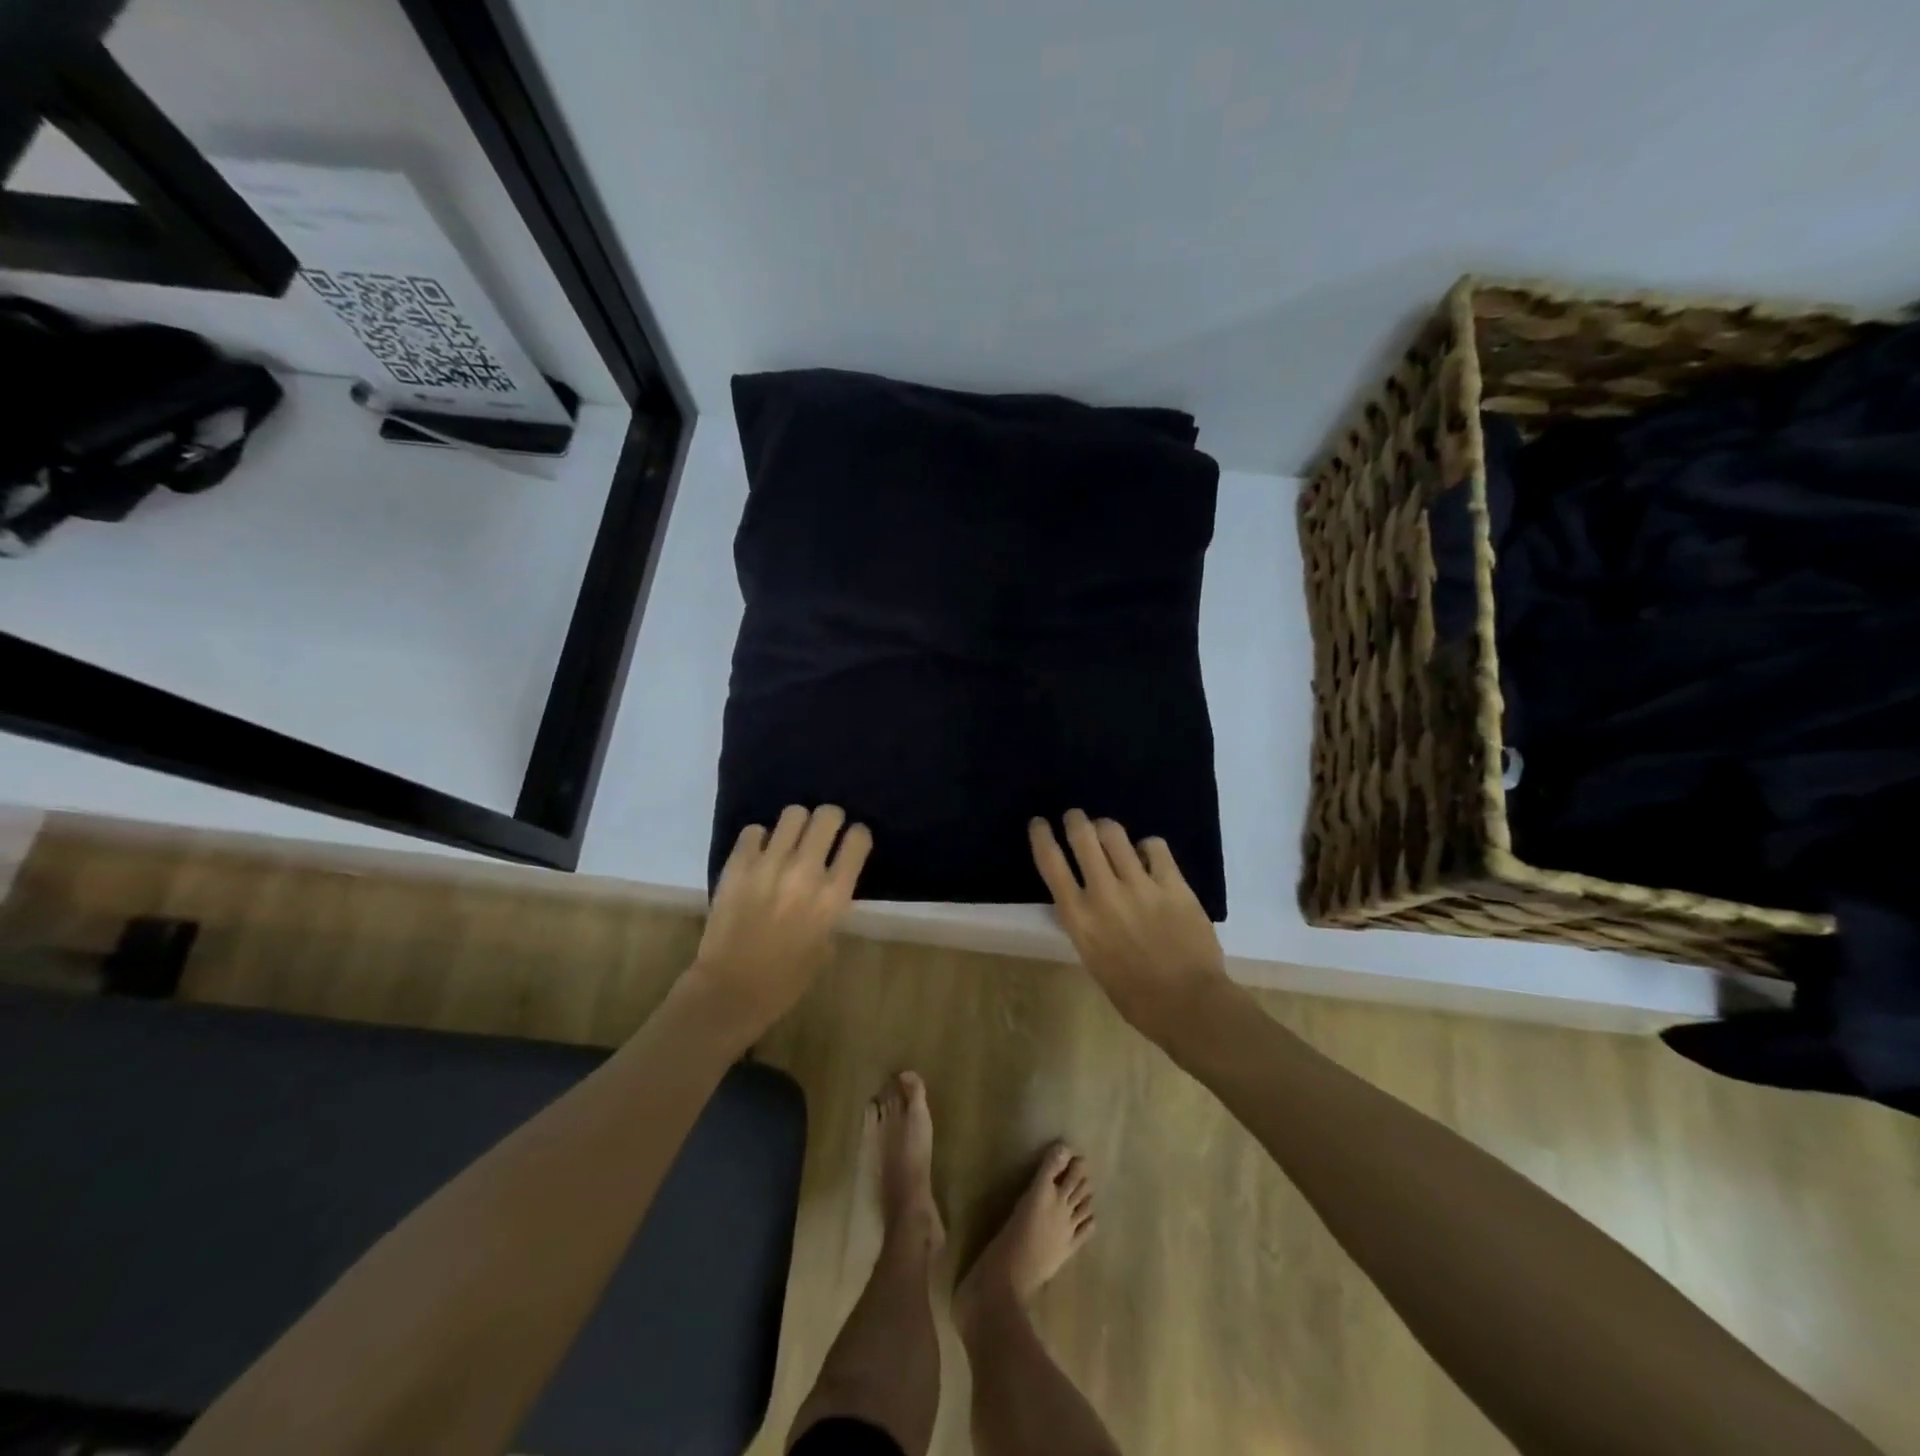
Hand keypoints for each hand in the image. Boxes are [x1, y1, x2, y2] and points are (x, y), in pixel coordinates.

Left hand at [685, 804, 871, 1042]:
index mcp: (833, 896)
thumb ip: (831, 905)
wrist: (730, 990)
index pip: (858, 840)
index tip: (851, 841)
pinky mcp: (738, 865)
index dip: (857, 836)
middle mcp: (805, 872)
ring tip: (790, 840)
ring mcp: (769, 864)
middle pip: (827, 816)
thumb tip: (830, 879)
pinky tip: (760, 856)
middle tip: (822, 833)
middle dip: (829, 820)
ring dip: (796, 825)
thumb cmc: (786, 979)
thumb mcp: (827, 943)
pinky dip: (760, 839)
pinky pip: (754, 830)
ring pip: (793, 814)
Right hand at [1029, 810, 1231, 1042]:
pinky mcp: (1172, 884)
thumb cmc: (1134, 994)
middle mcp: (1103, 894)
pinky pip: (1155, 846)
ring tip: (1108, 831)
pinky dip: (1147, 846)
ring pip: (1115, 834)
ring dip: (1106, 827)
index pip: (1050, 862)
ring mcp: (1140, 885)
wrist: (1187, 1004)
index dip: (1041, 836)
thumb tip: (1083, 896)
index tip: (1039, 823)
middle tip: (1075, 817)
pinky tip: (1148, 855)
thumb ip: (1085, 921)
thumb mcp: (1092, 957)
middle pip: (1082, 836)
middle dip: (1075, 820)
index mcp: (1078, 918)